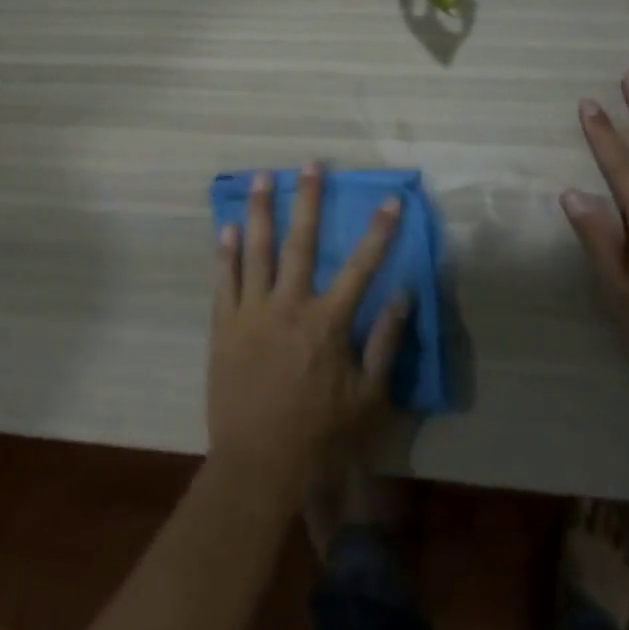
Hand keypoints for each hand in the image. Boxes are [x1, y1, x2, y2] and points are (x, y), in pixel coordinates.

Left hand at [209, 165, 409, 498]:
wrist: (257, 467)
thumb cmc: (319, 436)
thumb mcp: (368, 398)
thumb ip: (385, 343)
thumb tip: (404, 296)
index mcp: (327, 321)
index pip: (361, 266)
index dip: (379, 231)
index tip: (390, 199)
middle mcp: (289, 305)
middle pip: (300, 241)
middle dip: (307, 198)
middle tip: (310, 163)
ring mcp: (252, 312)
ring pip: (256, 250)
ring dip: (259, 210)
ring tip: (261, 176)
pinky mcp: (224, 326)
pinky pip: (225, 280)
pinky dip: (226, 252)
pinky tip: (226, 228)